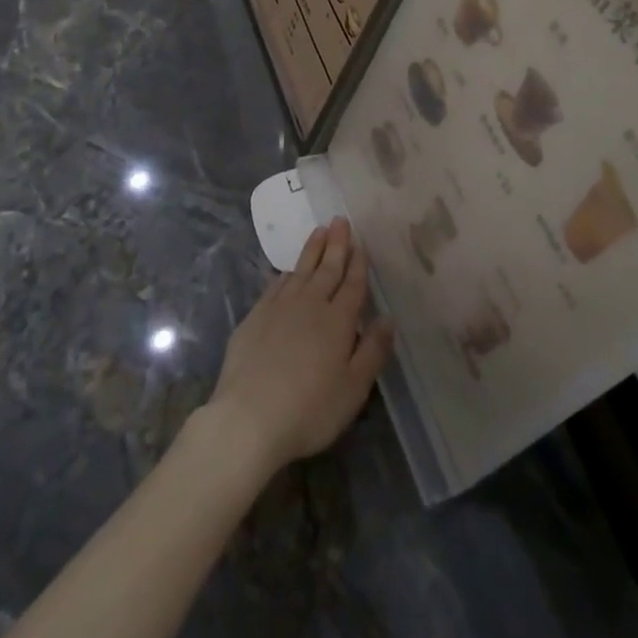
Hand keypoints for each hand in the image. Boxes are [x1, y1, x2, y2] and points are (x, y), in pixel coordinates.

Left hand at [202, 218, 393, 474]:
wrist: (248, 418)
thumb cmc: (310, 409)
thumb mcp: (353, 389)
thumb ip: (373, 351)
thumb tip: (388, 319)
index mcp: (337, 321)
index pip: (352, 285)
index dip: (358, 263)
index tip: (361, 243)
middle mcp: (310, 305)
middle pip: (327, 269)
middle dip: (336, 244)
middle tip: (340, 220)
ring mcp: (279, 308)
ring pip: (301, 271)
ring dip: (312, 250)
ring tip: (319, 230)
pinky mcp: (254, 317)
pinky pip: (276, 285)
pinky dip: (286, 273)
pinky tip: (289, 270)